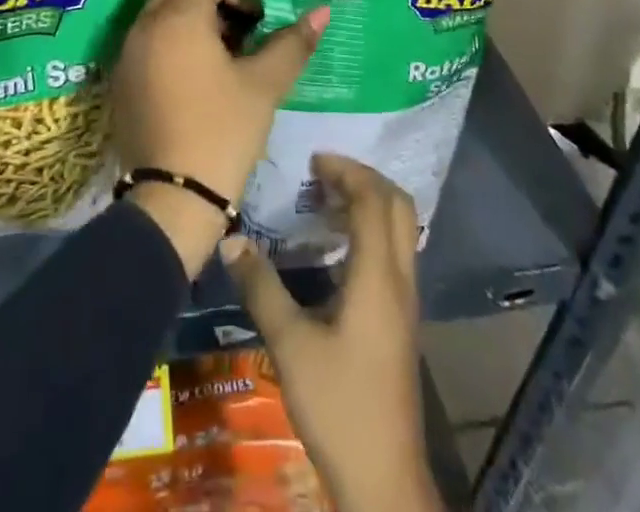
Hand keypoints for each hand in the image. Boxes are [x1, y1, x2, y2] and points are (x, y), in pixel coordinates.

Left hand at [112, 0, 325, 273]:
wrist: (173, 199)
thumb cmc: (223, 132)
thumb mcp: (264, 86)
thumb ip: (292, 43)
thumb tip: (322, 12)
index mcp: (177, 17)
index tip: (255, 22)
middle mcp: (144, 23)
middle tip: (238, 28)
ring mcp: (127, 50)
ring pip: (160, 6)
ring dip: (191, 14)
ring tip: (220, 55)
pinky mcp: (120, 76)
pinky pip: (147, 35)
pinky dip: (171, 38)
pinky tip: (195, 77)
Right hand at [221, 155, 441, 511]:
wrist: (385, 479)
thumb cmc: (339, 406)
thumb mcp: (290, 344)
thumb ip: (262, 287)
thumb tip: (232, 237)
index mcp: (378, 275)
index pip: (373, 200)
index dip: (346, 171)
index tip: (313, 160)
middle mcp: (400, 278)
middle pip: (397, 205)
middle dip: (363, 178)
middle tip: (322, 173)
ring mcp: (406, 300)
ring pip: (400, 228)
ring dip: (369, 203)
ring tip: (325, 201)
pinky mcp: (402, 319)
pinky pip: (394, 251)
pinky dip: (371, 229)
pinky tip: (337, 247)